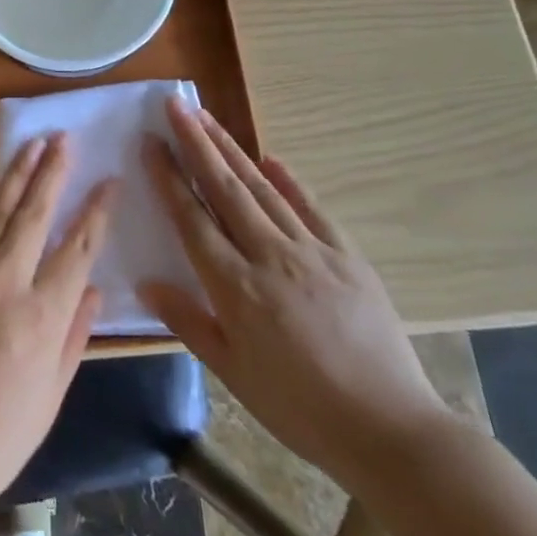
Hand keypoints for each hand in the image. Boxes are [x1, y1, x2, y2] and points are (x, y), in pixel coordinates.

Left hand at [0, 133, 113, 514]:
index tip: (110, 179)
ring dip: (16, 175)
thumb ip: (74, 336)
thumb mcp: (52, 395)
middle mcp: (5, 284)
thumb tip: (94, 290)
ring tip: (32, 145)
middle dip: (52, 171)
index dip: (97, 210)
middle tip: (64, 138)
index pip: (78, 248)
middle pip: (34, 214)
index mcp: (42, 316)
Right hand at [139, 98, 448, 486]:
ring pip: (262, 188)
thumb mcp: (232, 373)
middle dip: (196, 142)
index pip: (192, 217)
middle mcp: (269, 255)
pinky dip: (289, 179)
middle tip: (174, 105)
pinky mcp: (347, 255)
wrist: (391, 430)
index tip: (151, 141)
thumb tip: (146, 282)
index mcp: (235, 286)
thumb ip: (188, 321)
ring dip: (231, 149)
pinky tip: (271, 158)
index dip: (168, 176)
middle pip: (224, 187)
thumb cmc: (299, 408)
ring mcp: (312, 250)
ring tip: (207, 118)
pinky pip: (312, 207)